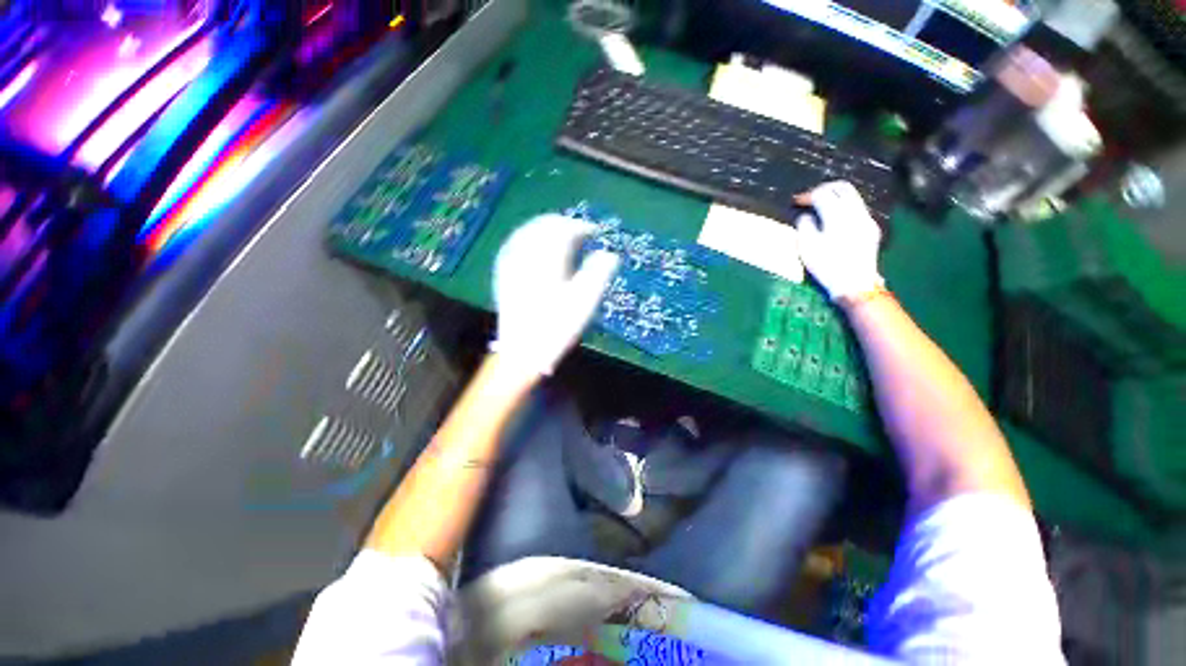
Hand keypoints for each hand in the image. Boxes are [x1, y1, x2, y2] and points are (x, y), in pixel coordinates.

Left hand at [491, 214, 620, 375]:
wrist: (521, 351)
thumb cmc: (556, 327)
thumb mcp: (584, 302)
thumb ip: (598, 273)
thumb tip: (610, 254)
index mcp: (547, 259)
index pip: (564, 229)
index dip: (581, 226)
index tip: (595, 232)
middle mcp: (526, 255)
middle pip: (544, 225)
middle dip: (564, 224)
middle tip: (580, 232)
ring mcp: (511, 263)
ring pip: (528, 231)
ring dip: (546, 228)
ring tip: (562, 235)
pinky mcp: (503, 273)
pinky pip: (515, 243)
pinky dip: (530, 237)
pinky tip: (535, 244)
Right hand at [794, 181, 883, 301]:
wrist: (855, 284)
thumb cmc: (826, 266)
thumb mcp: (807, 247)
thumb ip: (805, 226)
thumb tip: (806, 216)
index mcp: (837, 216)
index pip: (822, 194)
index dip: (808, 195)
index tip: (797, 202)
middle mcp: (855, 213)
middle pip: (842, 188)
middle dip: (824, 189)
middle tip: (811, 198)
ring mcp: (866, 219)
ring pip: (852, 197)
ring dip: (835, 198)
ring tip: (821, 208)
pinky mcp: (871, 228)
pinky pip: (857, 209)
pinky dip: (844, 208)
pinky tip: (834, 220)